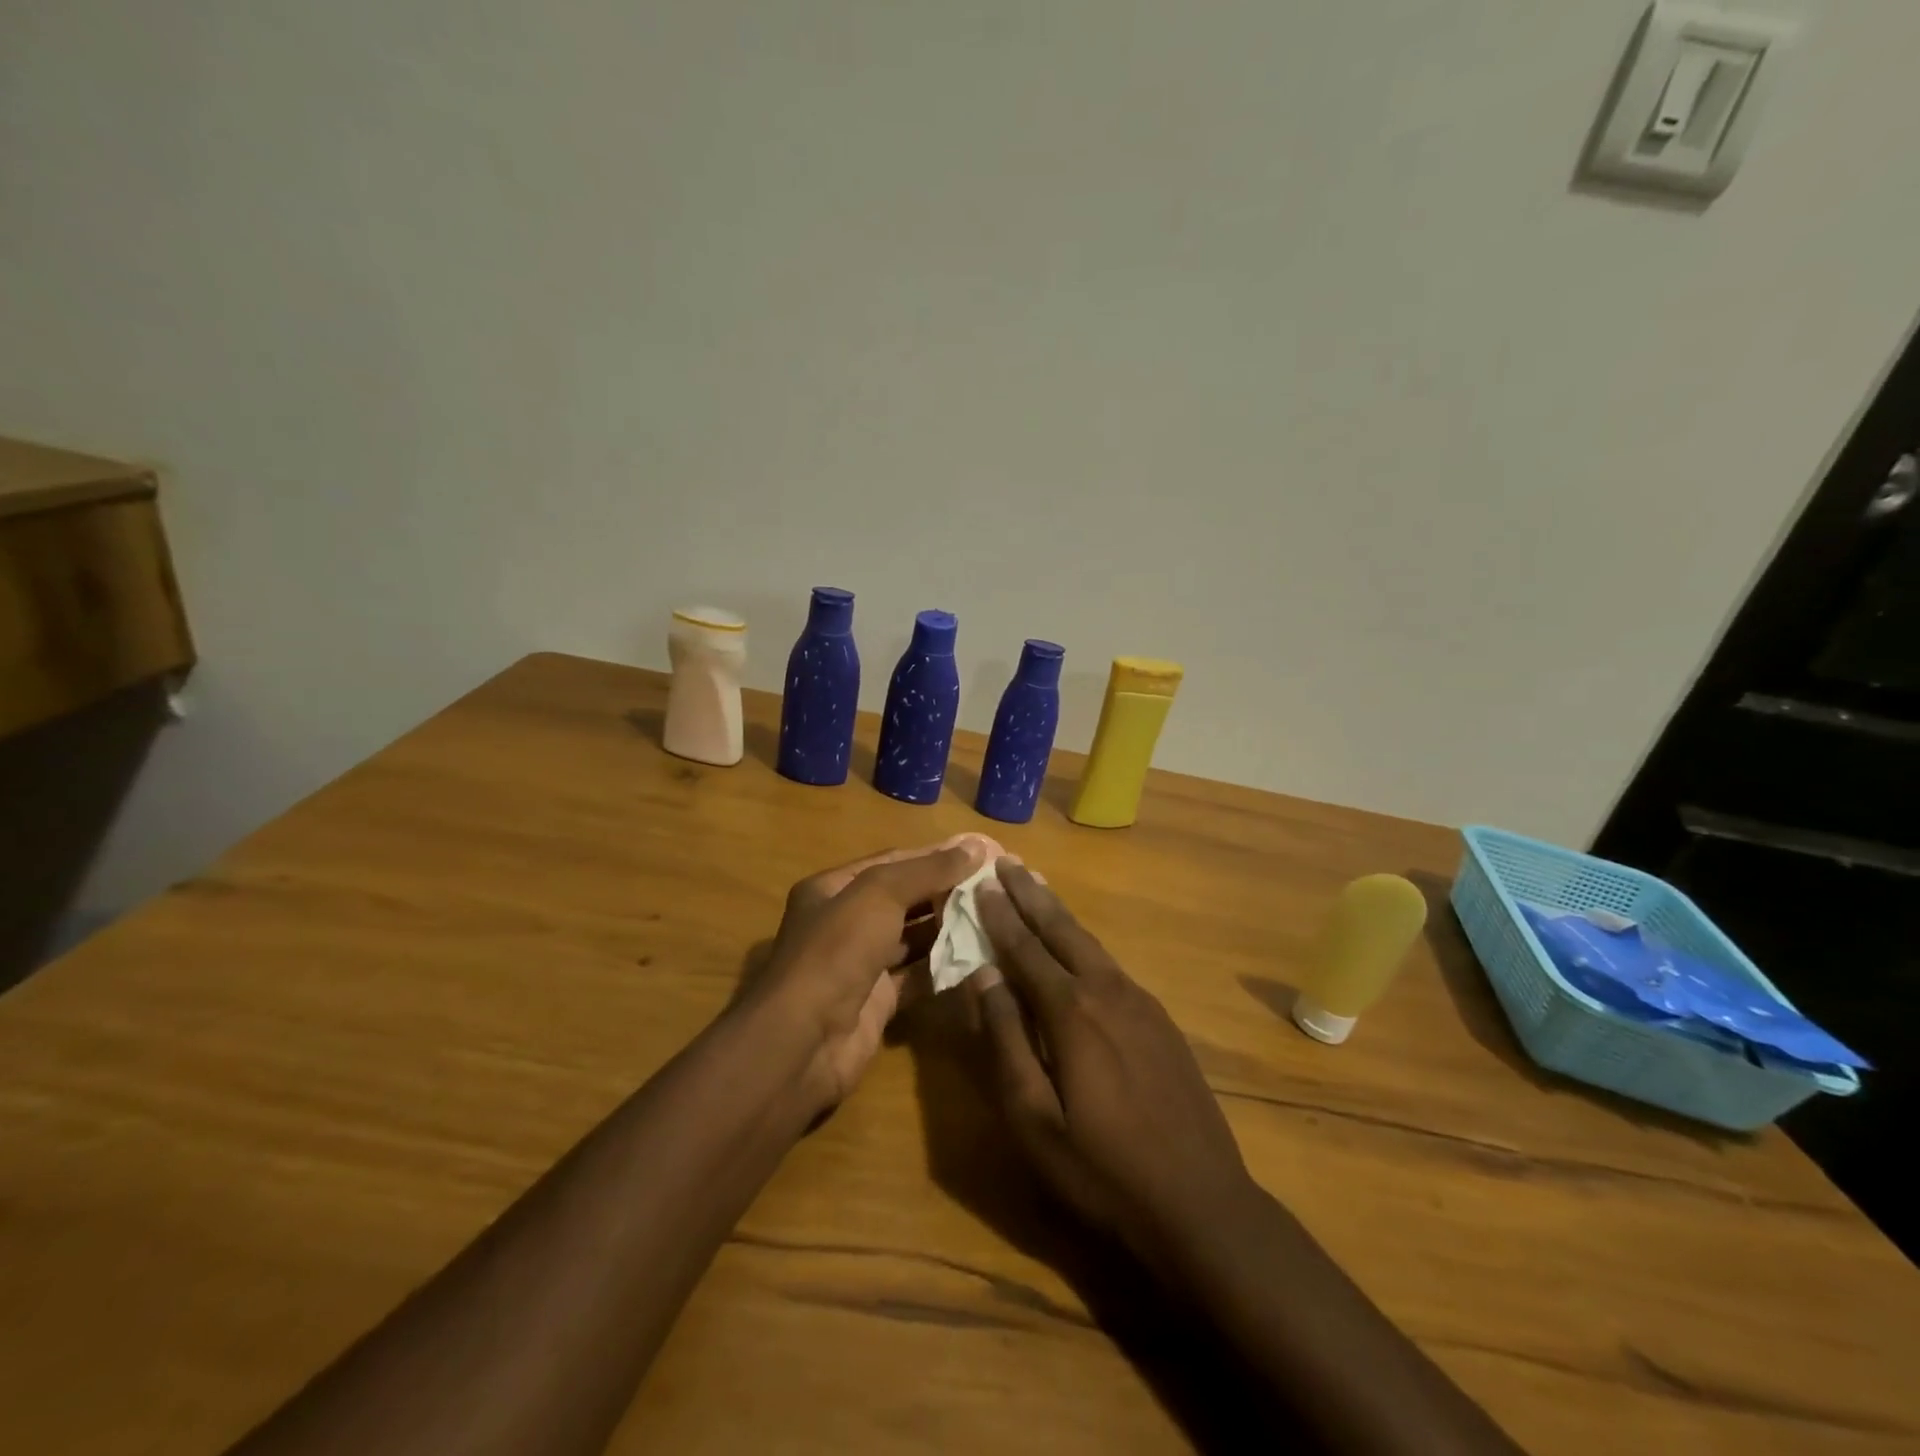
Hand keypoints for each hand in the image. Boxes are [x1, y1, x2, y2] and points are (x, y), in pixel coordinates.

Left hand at [747, 836, 990, 1110]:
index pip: (893, 862)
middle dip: (946, 890)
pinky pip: (917, 975)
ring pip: (912, 937)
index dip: (936, 855)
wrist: (804, 1042)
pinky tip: (979, 956)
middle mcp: (844, 922)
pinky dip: (944, 966)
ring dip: (949, 927)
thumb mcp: (879, 894)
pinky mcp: (878, 1001)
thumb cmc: (837, 951)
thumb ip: (927, 870)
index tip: (982, 853)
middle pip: (904, 898)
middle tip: (995, 885)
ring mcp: (861, 964)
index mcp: (833, 888)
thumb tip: (975, 846)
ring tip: (995, 916)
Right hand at [971, 859, 1261, 1264]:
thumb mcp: (1034, 1118)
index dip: (1000, 916)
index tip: (981, 882)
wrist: (1201, 1203)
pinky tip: (1078, 948)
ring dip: (1059, 914)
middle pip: (1062, 931)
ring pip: (1090, 944)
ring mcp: (1141, 1003)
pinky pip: (1112, 966)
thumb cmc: (1102, 1170)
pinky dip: (1085, 944)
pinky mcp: (1161, 1020)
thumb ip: (1006, 1040)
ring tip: (1038, 888)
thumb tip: (982, 976)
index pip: (1025, 949)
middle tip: (1008, 862)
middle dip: (1031, 895)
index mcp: (1072, 1012)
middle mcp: (1108, 992)